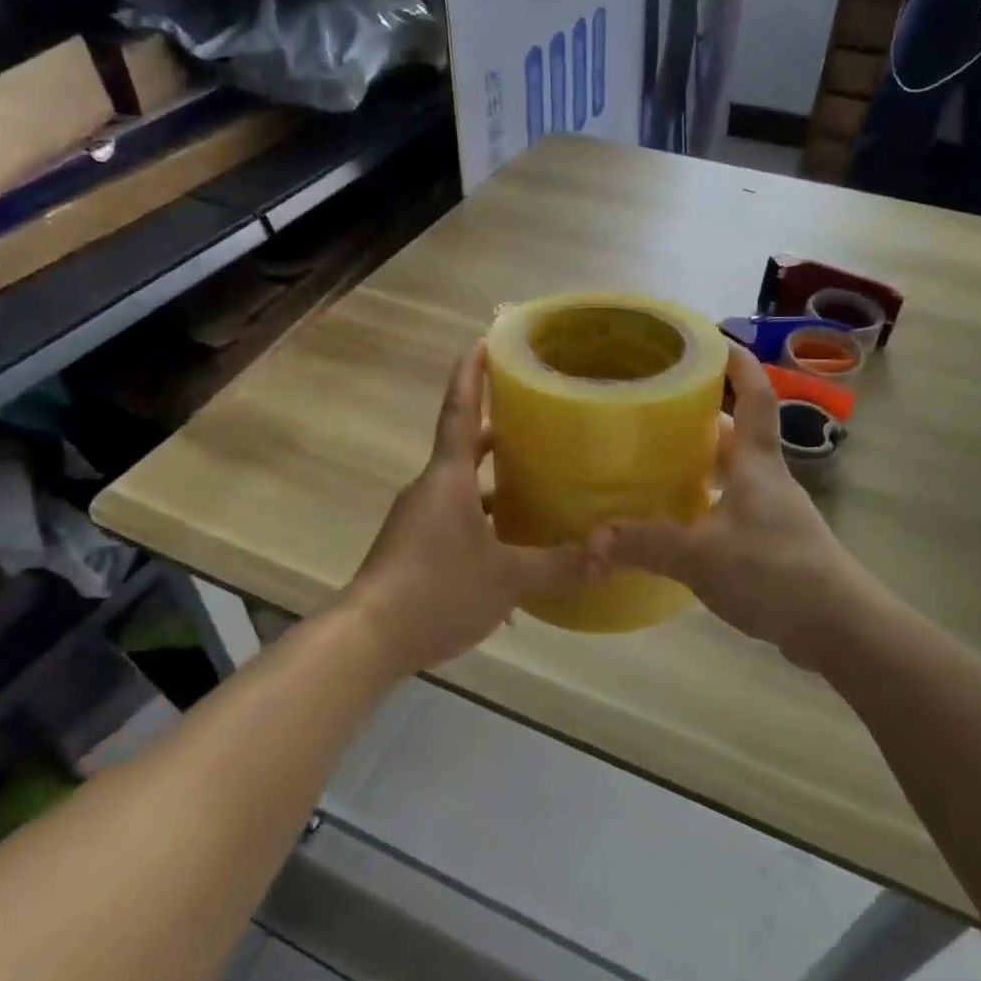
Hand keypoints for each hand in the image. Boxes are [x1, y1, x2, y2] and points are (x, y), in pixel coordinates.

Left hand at [345, 342, 602, 673]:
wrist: (367, 639)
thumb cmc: (436, 590)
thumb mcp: (507, 580)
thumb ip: (561, 566)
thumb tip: (612, 555)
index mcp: (448, 478)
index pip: (460, 411)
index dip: (473, 375)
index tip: (484, 341)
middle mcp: (431, 489)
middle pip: (466, 445)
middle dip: (499, 427)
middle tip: (538, 413)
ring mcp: (419, 520)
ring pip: (464, 487)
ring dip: (495, 480)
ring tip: (539, 479)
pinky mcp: (415, 548)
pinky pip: (458, 520)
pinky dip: (486, 521)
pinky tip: (515, 548)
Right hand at [596, 345, 858, 660]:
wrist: (838, 628)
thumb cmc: (774, 572)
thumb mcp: (702, 557)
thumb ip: (647, 544)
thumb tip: (593, 538)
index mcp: (758, 465)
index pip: (756, 398)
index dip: (740, 365)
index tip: (716, 340)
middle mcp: (768, 481)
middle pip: (738, 436)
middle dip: (704, 418)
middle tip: (659, 410)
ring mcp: (774, 514)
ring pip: (735, 475)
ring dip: (703, 465)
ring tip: (658, 463)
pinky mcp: (773, 546)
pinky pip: (732, 510)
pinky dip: (706, 505)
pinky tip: (678, 523)